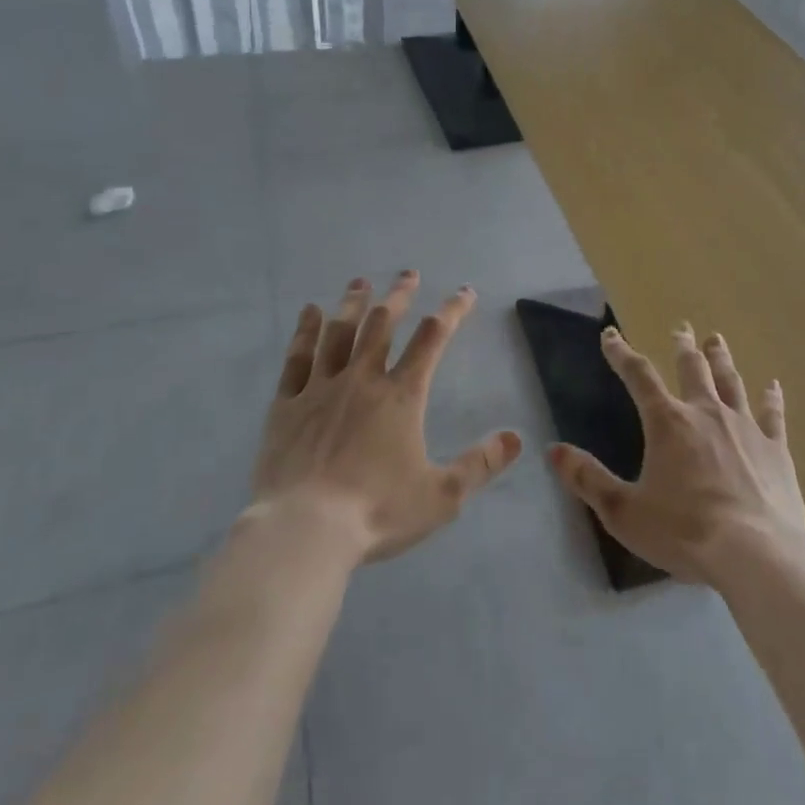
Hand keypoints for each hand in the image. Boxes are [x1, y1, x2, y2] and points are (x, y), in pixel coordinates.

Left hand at [250, 271, 522, 562]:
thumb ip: (480, 464)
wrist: (306, 530)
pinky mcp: (287, 404)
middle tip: (408, 273)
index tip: (464, 292)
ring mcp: (321, 388)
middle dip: (399, 295)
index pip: (432, 339)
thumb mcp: (442, 496)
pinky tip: (310, 312)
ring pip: (339, 332)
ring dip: (352, 303)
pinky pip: (298, 357)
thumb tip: (517, 438)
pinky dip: (305, 331)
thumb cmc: (377, 511)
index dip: (452, 311)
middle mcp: (362, 379)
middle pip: (382, 324)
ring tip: (360, 282)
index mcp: (401, 396)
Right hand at [549, 324, 804, 584]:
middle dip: (683, 347)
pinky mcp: (775, 449)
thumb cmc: (685, 531)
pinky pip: (772, 414)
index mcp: (667, 423)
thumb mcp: (624, 512)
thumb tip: (554, 450)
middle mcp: (706, 413)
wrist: (757, 554)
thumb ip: (588, 479)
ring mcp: (744, 427)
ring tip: (716, 340)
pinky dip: (771, 397)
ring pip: (730, 382)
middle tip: (681, 329)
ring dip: (721, 359)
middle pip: (692, 369)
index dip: (621, 354)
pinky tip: (773, 385)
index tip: (610, 336)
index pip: (638, 376)